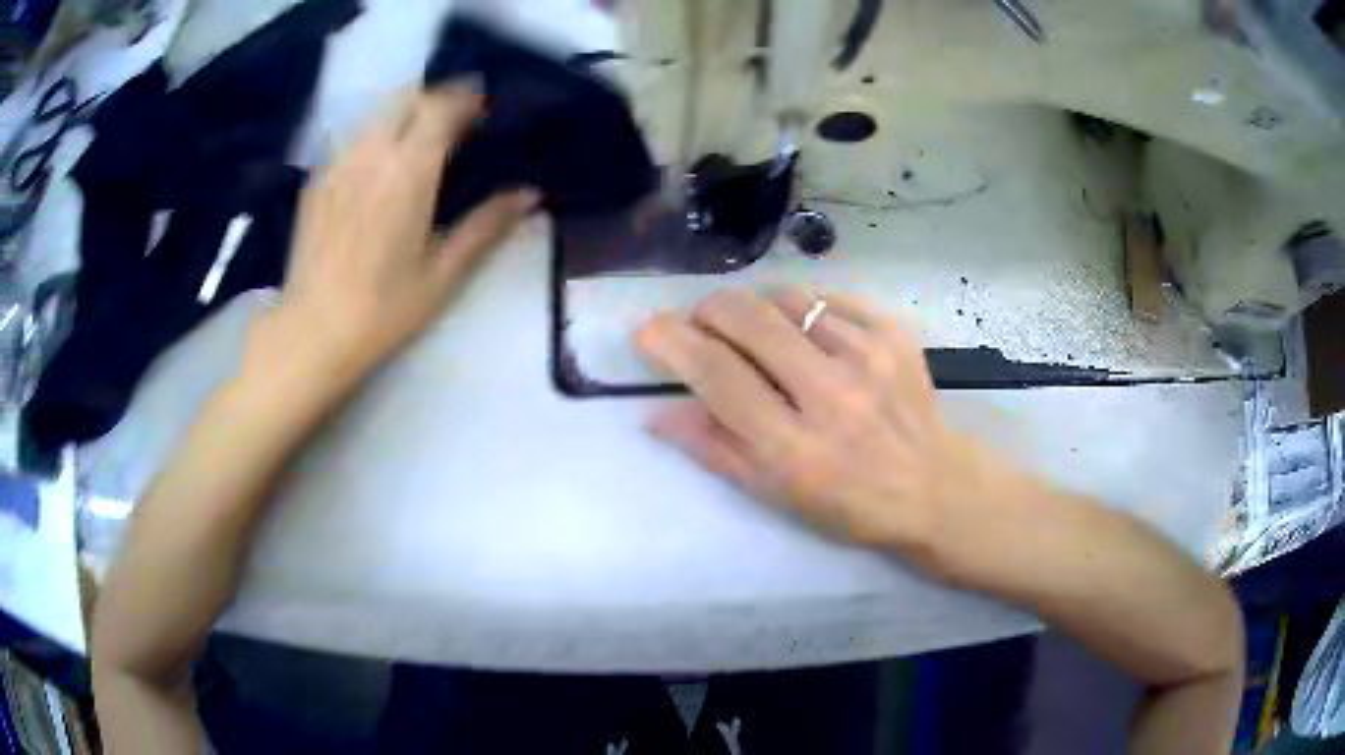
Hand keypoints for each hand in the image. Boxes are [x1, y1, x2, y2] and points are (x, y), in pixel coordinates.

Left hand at [275, 84, 537, 377]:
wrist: (312, 333)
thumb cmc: (383, 310)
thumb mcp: (444, 274)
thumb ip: (487, 226)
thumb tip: (530, 194)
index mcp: (408, 170)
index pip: (441, 107)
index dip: (466, 99)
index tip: (484, 109)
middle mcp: (370, 153)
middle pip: (407, 98)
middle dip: (435, 99)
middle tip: (454, 123)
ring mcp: (338, 164)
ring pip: (376, 114)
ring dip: (404, 115)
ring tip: (418, 142)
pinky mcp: (316, 181)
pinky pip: (352, 139)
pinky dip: (375, 138)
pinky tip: (379, 171)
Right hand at [636, 288, 1019, 576]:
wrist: (935, 487)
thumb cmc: (850, 504)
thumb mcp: (776, 496)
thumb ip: (714, 450)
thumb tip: (657, 412)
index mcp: (796, 450)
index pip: (718, 375)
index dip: (671, 344)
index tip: (647, 330)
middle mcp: (832, 395)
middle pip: (747, 318)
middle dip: (708, 311)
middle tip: (702, 325)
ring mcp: (869, 356)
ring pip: (785, 299)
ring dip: (757, 310)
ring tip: (760, 337)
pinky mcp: (894, 332)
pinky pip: (827, 299)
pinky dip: (803, 311)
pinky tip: (808, 337)